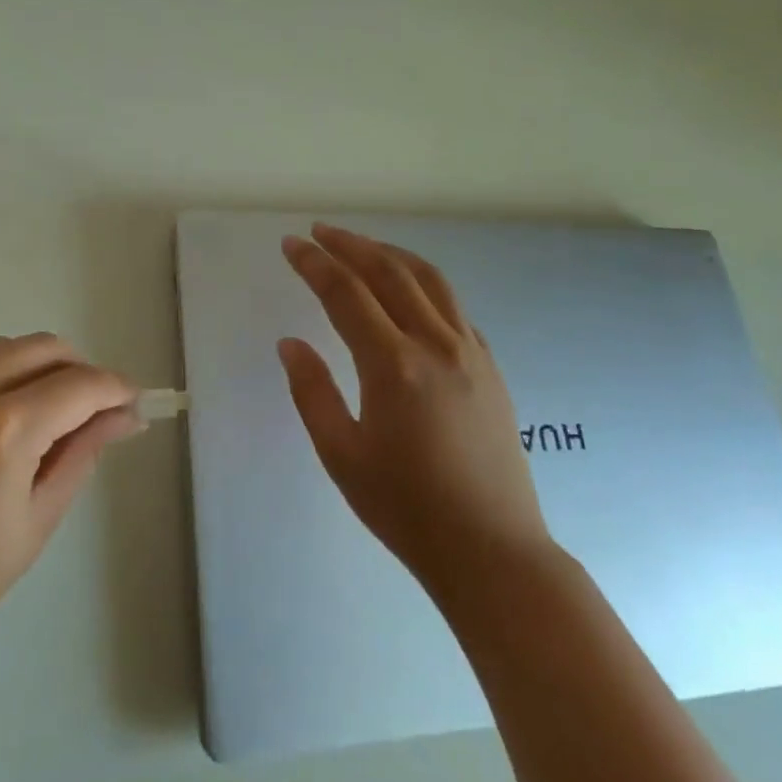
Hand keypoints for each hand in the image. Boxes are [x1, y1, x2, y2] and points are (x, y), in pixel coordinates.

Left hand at [0, 334, 138, 697]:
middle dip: (76, 370)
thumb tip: (126, 414)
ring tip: (36, 413)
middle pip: (40, 347)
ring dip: (29, 369)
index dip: (114, 388)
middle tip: (89, 408)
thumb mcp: (37, 519)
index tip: (132, 402)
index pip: (78, 384)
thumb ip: (83, 450)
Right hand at [277, 224, 554, 601]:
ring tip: (362, 246)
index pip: (346, 294)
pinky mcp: (491, 367)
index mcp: (394, 366)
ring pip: (430, 280)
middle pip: (389, 273)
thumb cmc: (405, 508)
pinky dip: (424, 283)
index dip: (315, 264)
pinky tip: (409, 292)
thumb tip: (290, 344)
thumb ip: (312, 392)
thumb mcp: (342, 455)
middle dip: (351, 245)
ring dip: (391, 254)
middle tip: (320, 232)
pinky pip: (454, 307)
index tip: (292, 244)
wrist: (491, 549)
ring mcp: (470, 352)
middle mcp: (436, 345)